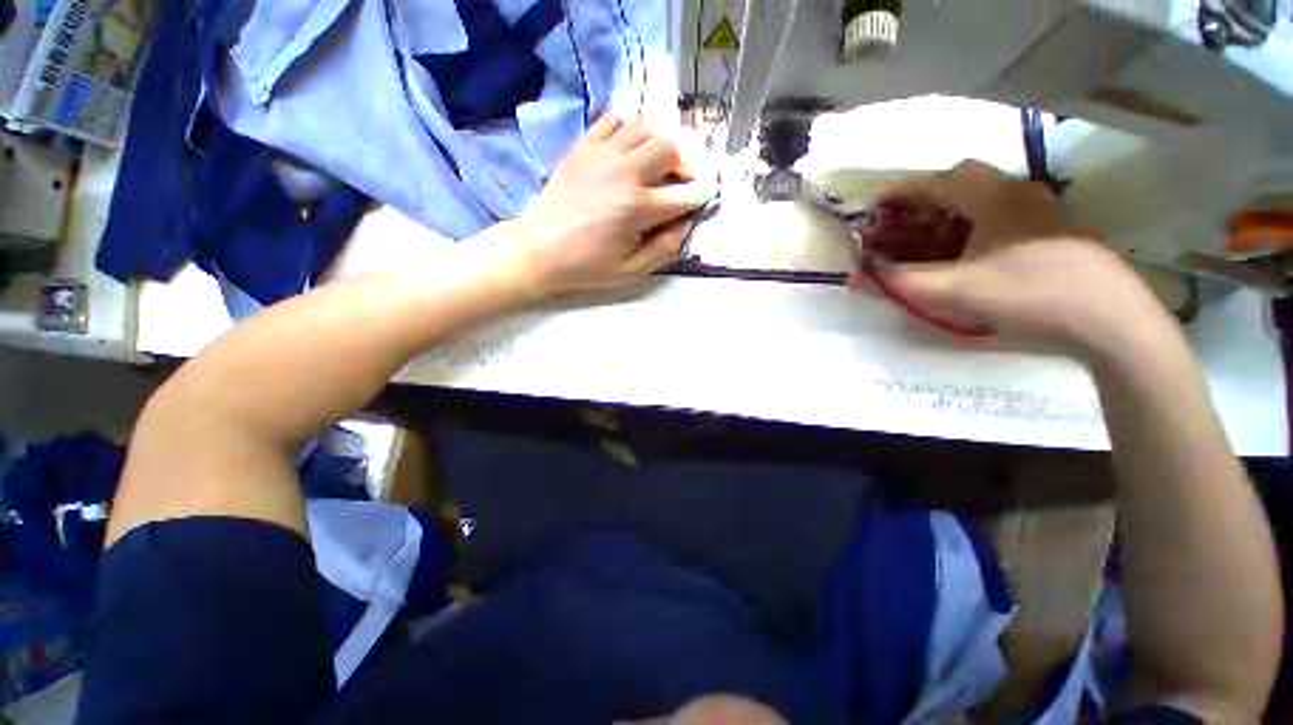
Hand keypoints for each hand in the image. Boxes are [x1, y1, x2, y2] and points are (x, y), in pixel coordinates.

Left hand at [504, 114, 713, 297]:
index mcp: (637, 208)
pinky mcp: (583, 146)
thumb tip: (684, 225)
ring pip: (645, 127)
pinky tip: (626, 151)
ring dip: (657, 145)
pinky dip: (628, 130)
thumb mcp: (631, 272)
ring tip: (652, 166)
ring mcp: (601, 154)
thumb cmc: (586, 266)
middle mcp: (624, 173)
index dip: (700, 195)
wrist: (539, 249)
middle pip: (669, 147)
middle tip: (677, 182)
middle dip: (682, 164)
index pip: (684, 194)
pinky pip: (614, 119)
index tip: (706, 195)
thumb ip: (664, 250)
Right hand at [871, 161, 1173, 359]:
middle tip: (904, 223)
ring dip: (951, 211)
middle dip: (927, 199)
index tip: (877, 204)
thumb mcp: (957, 292)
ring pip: (984, 197)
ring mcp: (1040, 209)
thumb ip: (906, 281)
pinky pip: (1001, 213)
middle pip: (963, 182)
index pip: (939, 180)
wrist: (1108, 315)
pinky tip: (969, 251)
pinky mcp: (1052, 228)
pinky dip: (974, 223)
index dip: (903, 190)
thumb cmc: (1029, 293)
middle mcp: (1019, 192)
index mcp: (994, 198)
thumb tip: (870, 272)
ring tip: (929, 239)